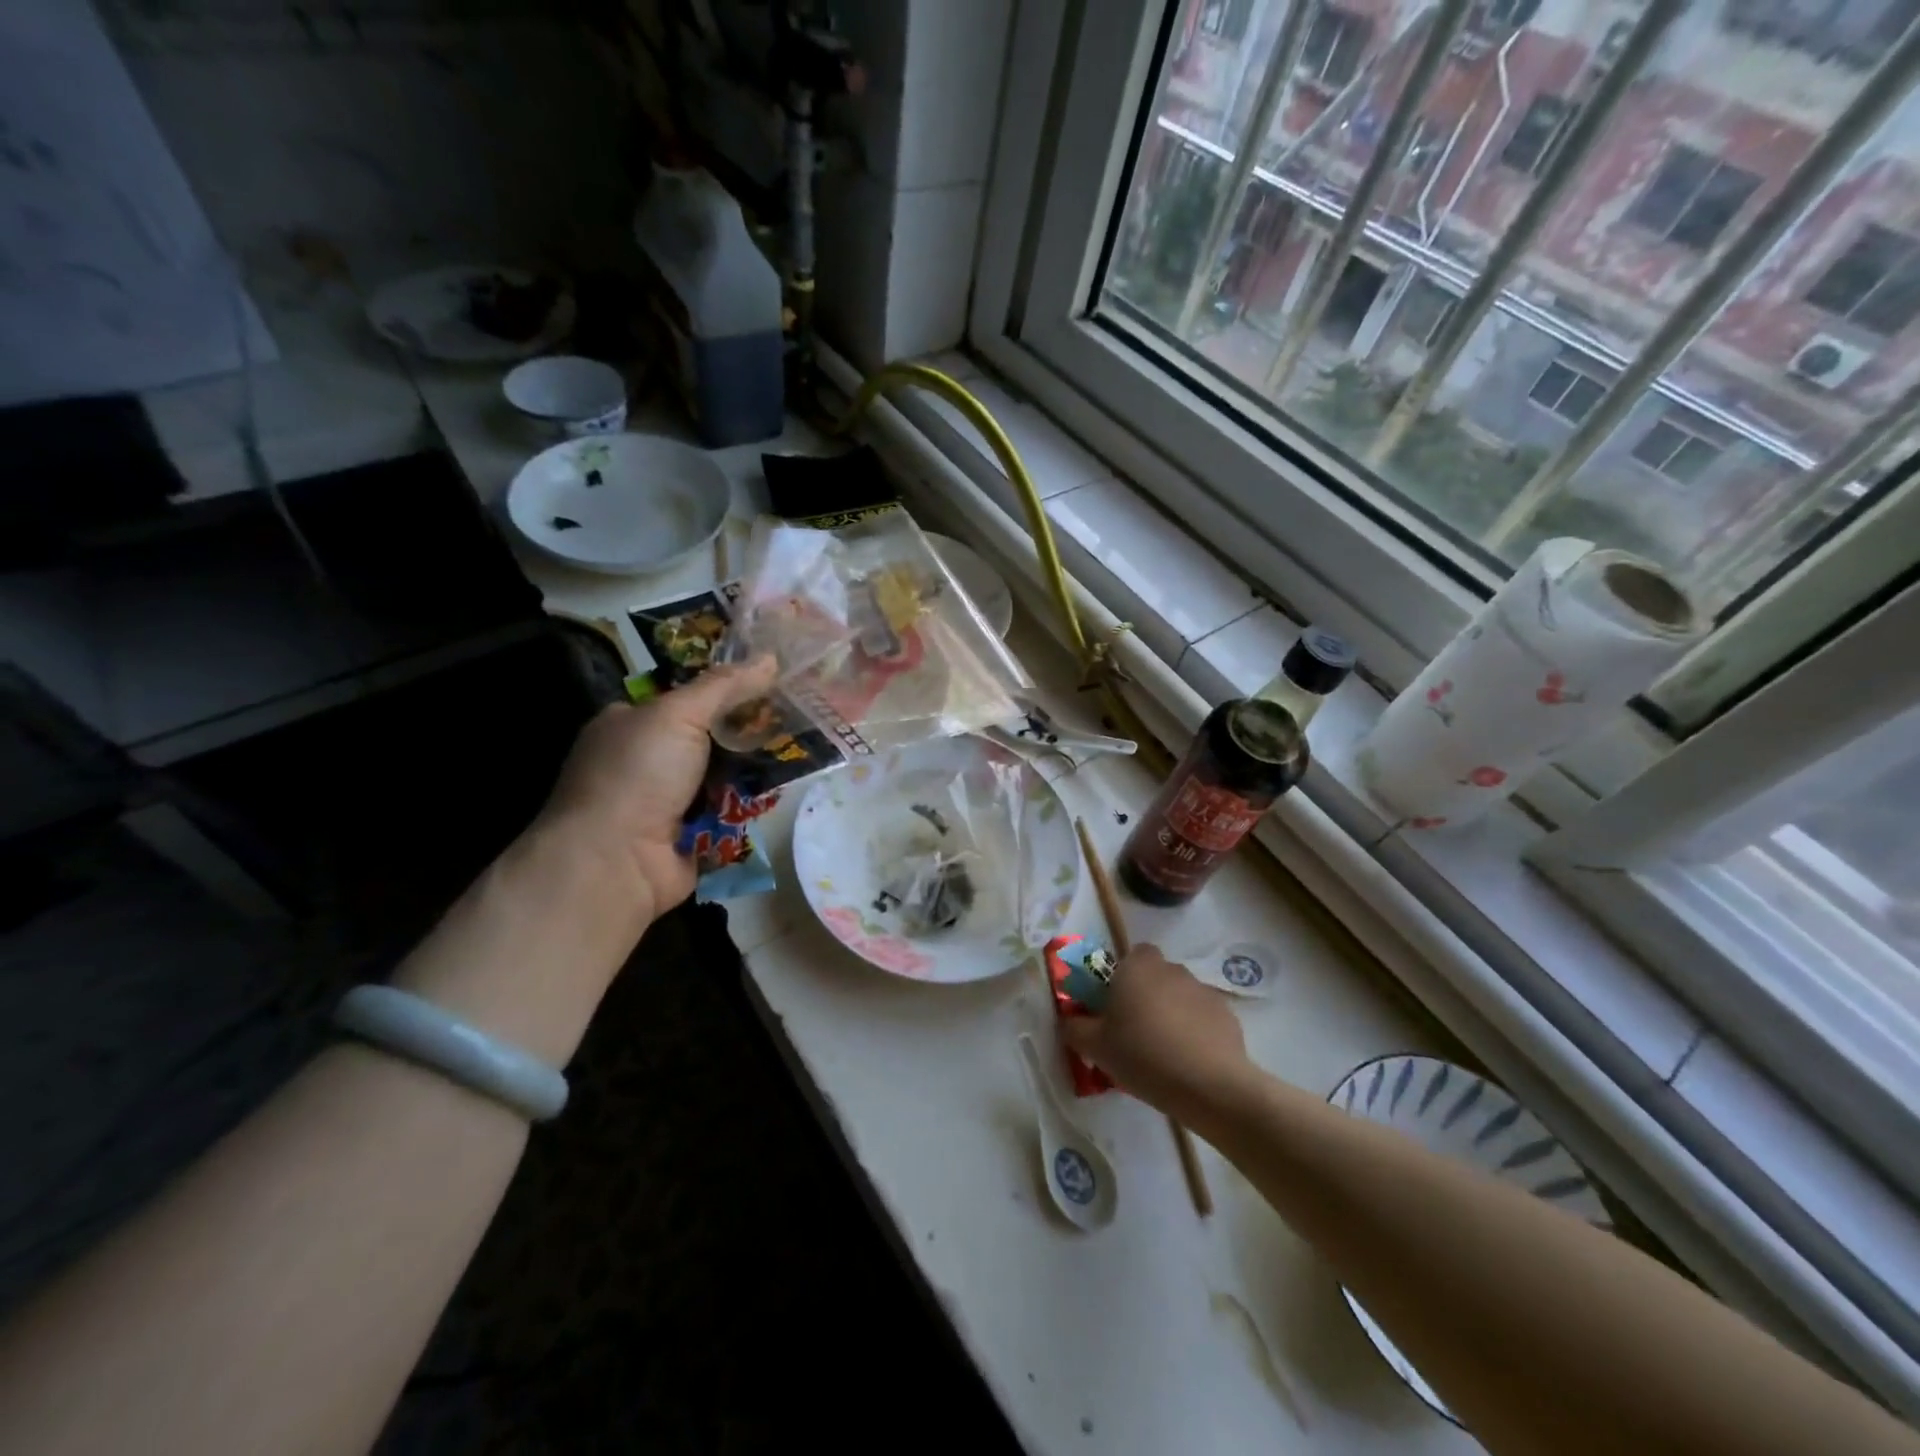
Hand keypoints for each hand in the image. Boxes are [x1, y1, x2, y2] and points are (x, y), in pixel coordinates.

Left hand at [537, 656, 779, 918]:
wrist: (615, 862)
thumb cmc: (637, 775)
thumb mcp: (679, 715)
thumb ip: (725, 686)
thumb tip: (771, 657)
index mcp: (630, 724)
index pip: (684, 698)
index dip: (725, 690)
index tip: (770, 684)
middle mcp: (644, 761)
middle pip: (708, 738)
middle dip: (746, 732)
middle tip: (792, 719)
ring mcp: (665, 802)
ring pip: (721, 776)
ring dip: (752, 770)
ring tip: (799, 752)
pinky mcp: (688, 836)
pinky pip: (726, 813)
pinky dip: (747, 806)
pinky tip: (780, 792)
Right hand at [1061, 945, 1253, 1121]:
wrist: (1207, 1085)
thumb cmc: (1142, 1054)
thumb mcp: (1094, 1046)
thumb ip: (1074, 1028)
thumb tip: (1069, 1020)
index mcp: (1137, 967)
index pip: (1131, 955)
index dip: (1123, 977)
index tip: (1116, 1006)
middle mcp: (1171, 969)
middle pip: (1156, 975)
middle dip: (1148, 995)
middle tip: (1136, 1030)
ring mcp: (1203, 990)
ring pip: (1180, 995)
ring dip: (1172, 1013)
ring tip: (1165, 1051)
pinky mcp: (1227, 1015)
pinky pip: (1203, 1017)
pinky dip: (1196, 1031)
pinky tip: (1190, 1061)